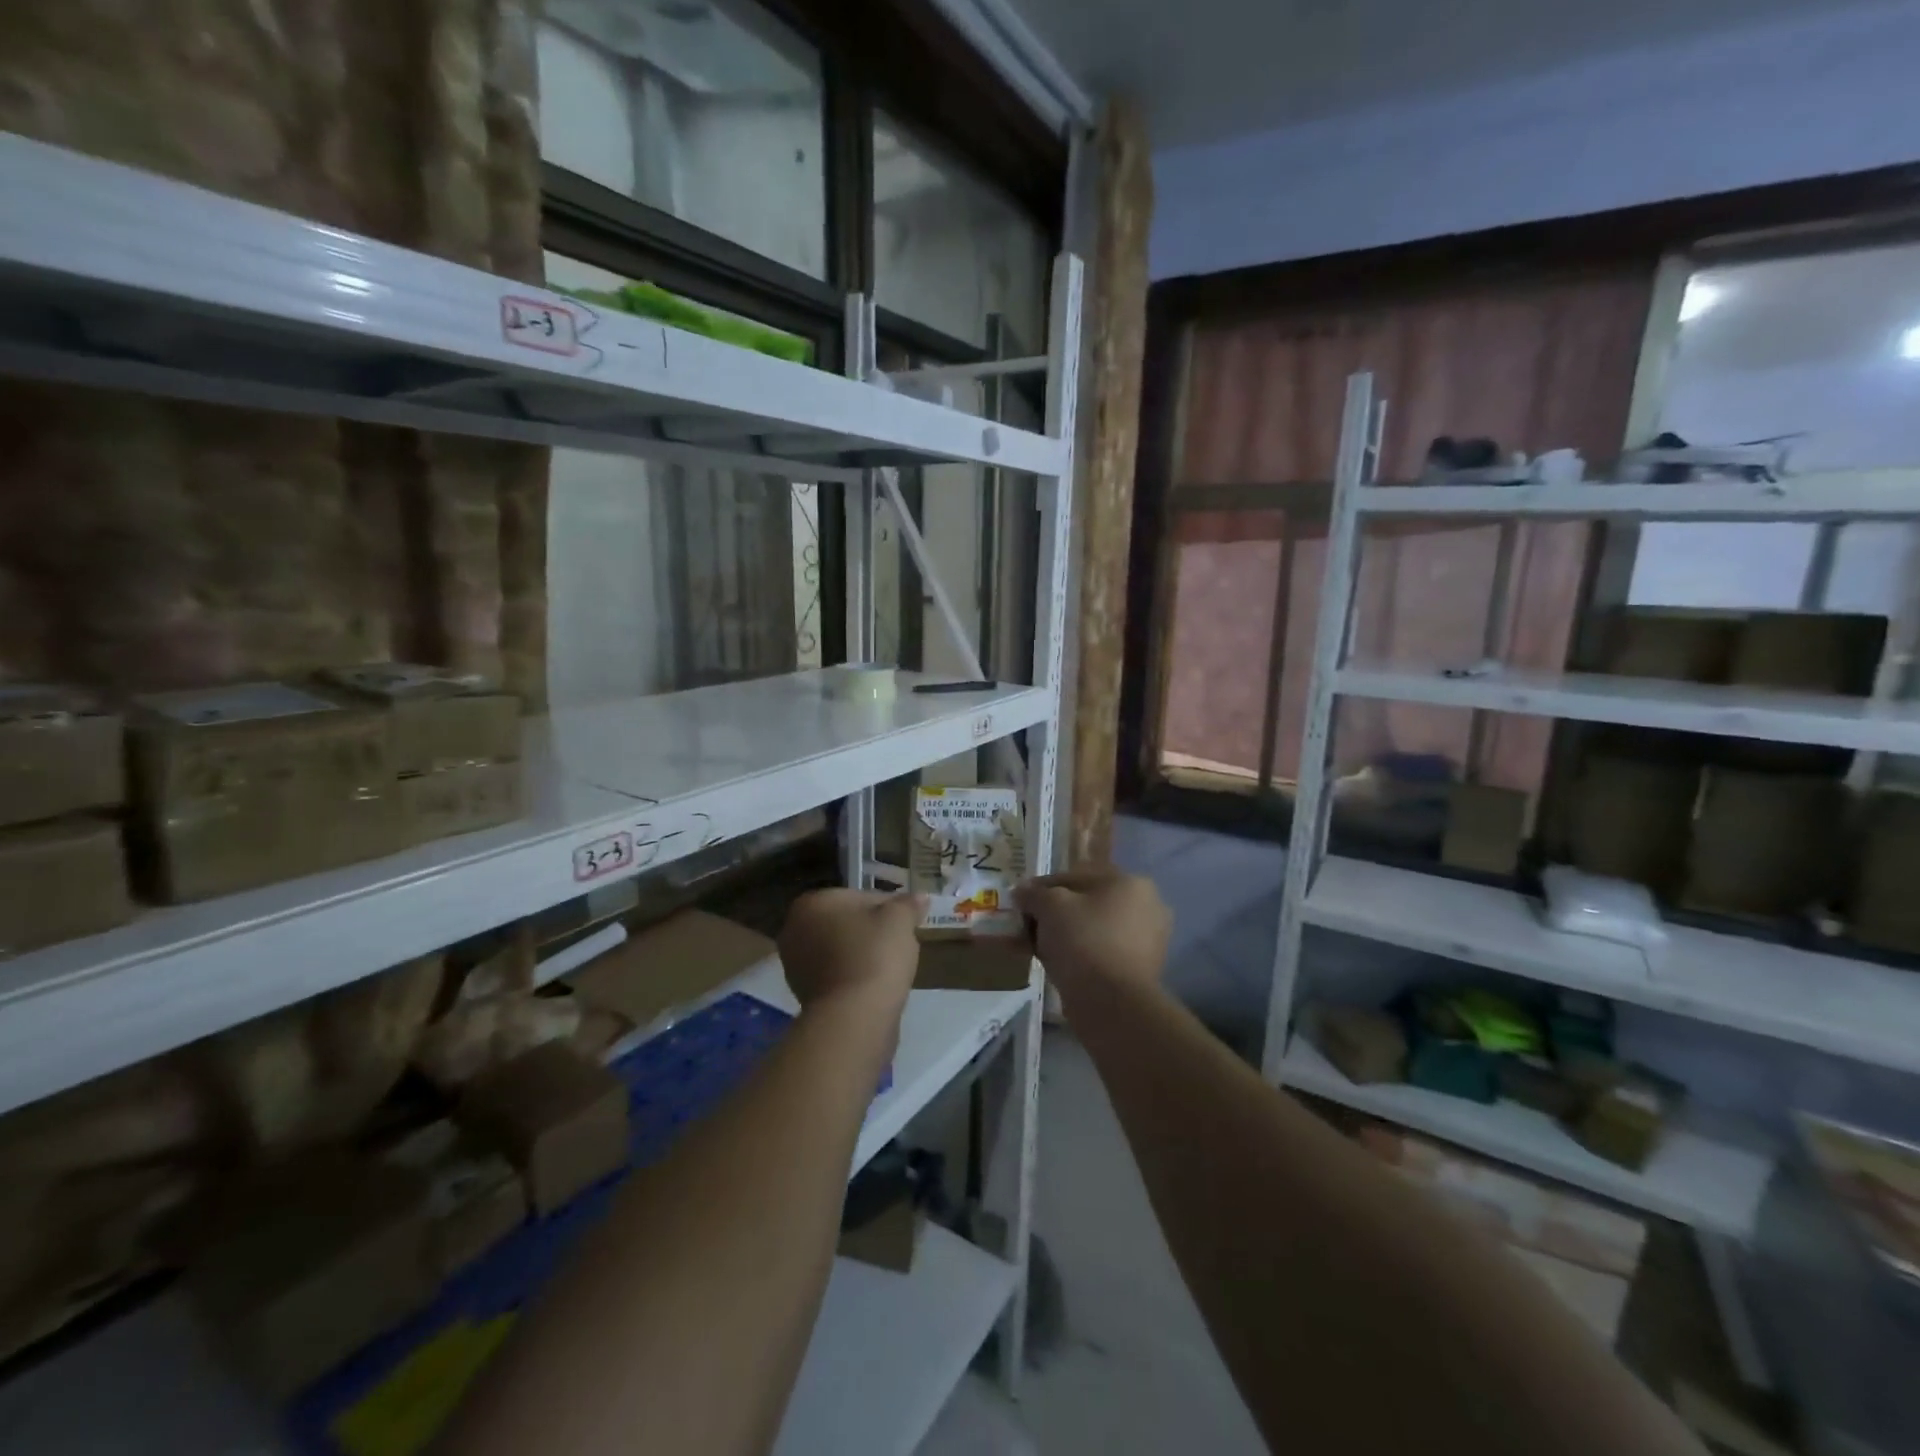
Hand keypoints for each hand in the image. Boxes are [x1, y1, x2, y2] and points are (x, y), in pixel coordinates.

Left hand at [779, 889, 924, 1017]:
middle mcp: (794, 929)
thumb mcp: (899, 920)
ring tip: (890, 967)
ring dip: (861, 954)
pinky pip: (836, 975)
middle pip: (846, 923)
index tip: (907, 921)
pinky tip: (874, 986)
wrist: (853, 1017)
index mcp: (812, 902)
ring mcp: (795, 964)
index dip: (888, 907)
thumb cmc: (873, 955)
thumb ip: (908, 905)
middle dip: (871, 931)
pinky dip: (853, 976)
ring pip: (840, 950)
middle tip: (900, 943)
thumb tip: (920, 897)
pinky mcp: (802, 994)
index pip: (859, 897)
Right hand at [1016, 868, 1170, 998]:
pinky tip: (1057, 965)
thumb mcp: (1050, 907)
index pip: (1075, 877)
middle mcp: (1147, 906)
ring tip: (1038, 948)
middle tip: (1029, 927)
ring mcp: (1148, 940)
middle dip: (1056, 914)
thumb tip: (1022, 891)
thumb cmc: (1083, 941)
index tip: (1020, 903)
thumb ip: (1034, 894)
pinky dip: (1081, 955)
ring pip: (1094, 929)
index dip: (1042, 888)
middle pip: (1087, 903)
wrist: (1111, 1003)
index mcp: (1130, 882)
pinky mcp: (1142, 970)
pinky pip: (1102, 952)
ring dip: (1066, 935)